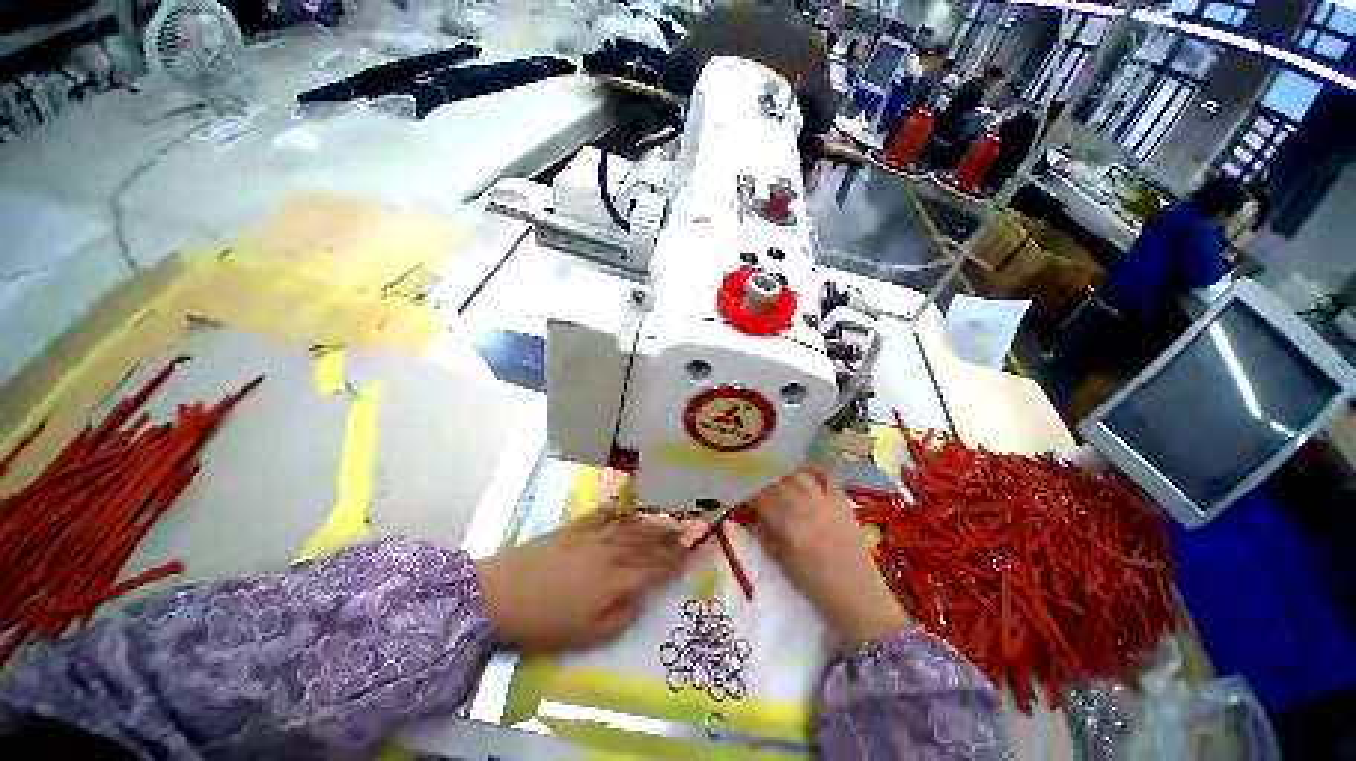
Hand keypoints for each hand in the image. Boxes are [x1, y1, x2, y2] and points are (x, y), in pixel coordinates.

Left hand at [475, 511, 689, 651]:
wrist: (503, 593)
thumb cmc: (546, 622)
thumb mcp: (588, 635)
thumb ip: (622, 615)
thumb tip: (642, 596)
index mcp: (615, 579)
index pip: (654, 567)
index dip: (674, 560)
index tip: (692, 554)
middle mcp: (611, 551)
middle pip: (647, 542)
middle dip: (669, 538)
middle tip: (687, 532)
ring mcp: (593, 535)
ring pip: (631, 526)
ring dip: (652, 523)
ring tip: (668, 520)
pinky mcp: (576, 527)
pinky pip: (604, 515)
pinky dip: (619, 511)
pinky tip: (628, 510)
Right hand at [745, 469, 907, 645]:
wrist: (858, 596)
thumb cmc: (817, 586)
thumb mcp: (784, 564)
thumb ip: (766, 538)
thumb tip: (752, 520)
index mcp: (790, 527)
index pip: (763, 501)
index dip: (753, 501)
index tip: (750, 506)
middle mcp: (806, 508)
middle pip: (779, 485)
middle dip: (767, 490)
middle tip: (765, 500)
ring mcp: (826, 502)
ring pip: (799, 477)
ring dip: (786, 480)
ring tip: (783, 489)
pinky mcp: (841, 502)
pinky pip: (826, 476)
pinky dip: (812, 471)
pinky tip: (805, 476)